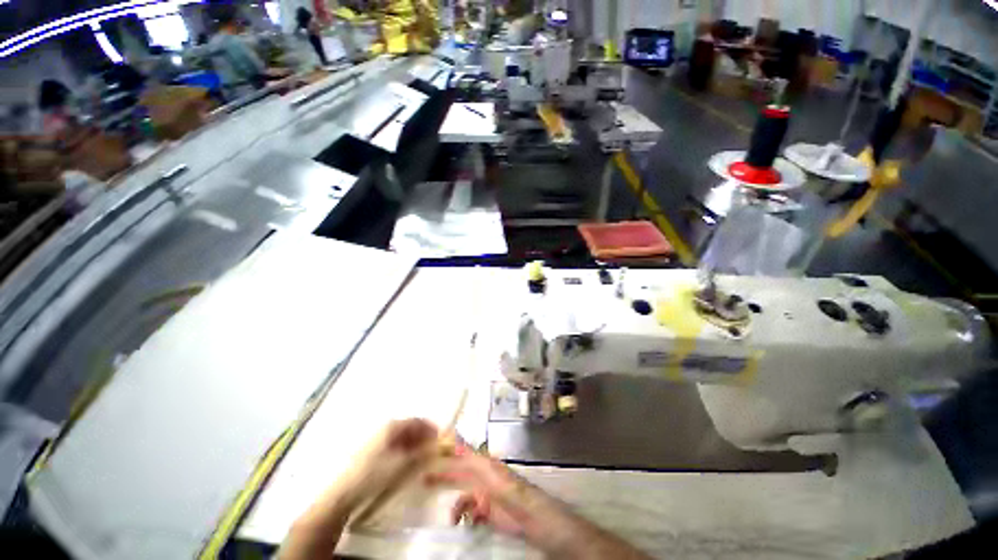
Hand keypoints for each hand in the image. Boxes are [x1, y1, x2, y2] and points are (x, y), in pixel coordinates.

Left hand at [281, 419, 439, 559]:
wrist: (343, 492)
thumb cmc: (374, 474)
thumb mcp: (403, 464)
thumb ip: (422, 453)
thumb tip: (438, 446)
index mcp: (393, 426)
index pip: (418, 420)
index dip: (430, 428)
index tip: (440, 438)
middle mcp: (385, 427)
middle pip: (410, 427)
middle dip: (423, 436)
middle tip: (432, 449)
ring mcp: (377, 438)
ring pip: (402, 436)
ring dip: (414, 444)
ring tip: (421, 458)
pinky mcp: (371, 450)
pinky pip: (393, 444)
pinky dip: (404, 450)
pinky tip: (406, 462)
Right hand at [426, 445, 529, 537]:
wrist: (524, 513)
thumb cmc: (506, 487)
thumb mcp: (487, 469)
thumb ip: (470, 457)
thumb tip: (454, 440)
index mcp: (482, 463)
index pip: (463, 452)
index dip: (450, 448)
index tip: (434, 446)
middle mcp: (481, 476)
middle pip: (458, 474)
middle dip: (443, 475)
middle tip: (424, 478)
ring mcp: (483, 495)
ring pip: (462, 498)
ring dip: (456, 507)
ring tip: (452, 517)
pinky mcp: (485, 512)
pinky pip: (468, 513)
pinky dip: (465, 517)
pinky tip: (465, 522)